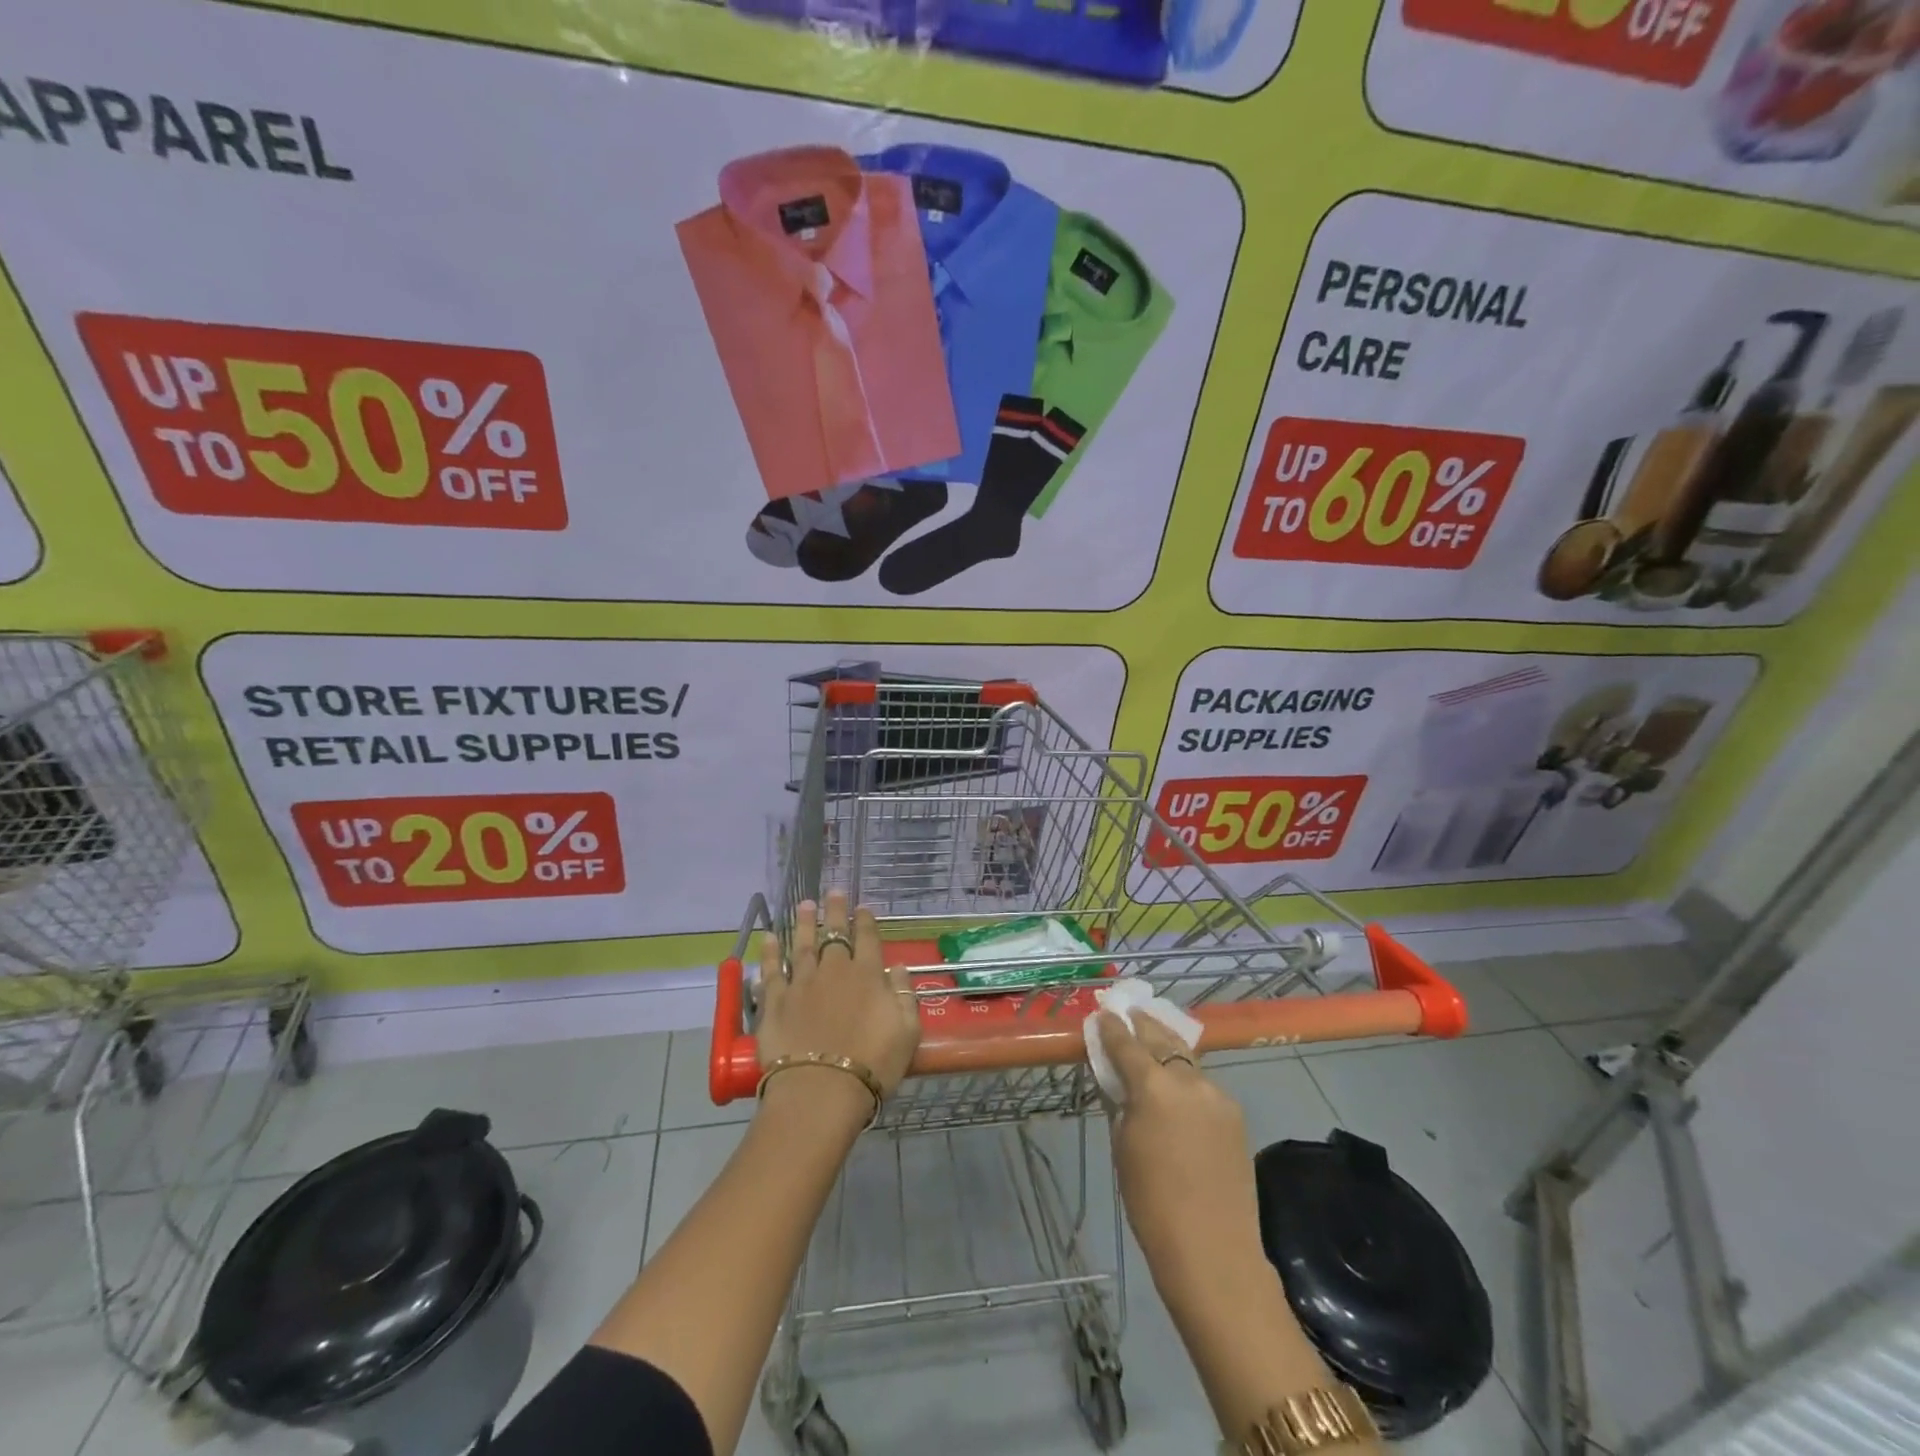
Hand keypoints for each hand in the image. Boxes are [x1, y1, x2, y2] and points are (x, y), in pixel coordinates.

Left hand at [757, 890, 920, 1103]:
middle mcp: (834, 971)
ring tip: (805, 904)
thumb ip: (904, 994)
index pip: (867, 938)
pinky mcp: (774, 1002)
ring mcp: (801, 983)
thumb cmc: (873, 1064)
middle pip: (834, 934)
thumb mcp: (907, 1031)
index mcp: (868, 975)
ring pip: (802, 944)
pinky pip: (771, 970)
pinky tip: (769, 937)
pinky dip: (770, 952)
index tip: (863, 908)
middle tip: (833, 892)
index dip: (865, 921)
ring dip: (805, 923)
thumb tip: (897, 968)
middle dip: (835, 911)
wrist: (822, 1090)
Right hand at [1097, 1010, 1267, 1297]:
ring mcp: (1217, 1095)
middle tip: (1130, 1012)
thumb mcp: (1122, 1146)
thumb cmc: (1152, 1203)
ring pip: (1186, 1058)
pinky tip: (1177, 1085)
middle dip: (1143, 1024)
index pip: (1127, 1043)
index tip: (1104, 1011)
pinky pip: (1203, 1084)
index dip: (1112, 1026)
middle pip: (1162, 1038)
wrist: (1213, 1251)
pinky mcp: (1234, 1114)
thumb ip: (1121, 1103)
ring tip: (1152, 1036)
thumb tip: (1119, 1080)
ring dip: (1167, 1045)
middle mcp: (1188, 1080)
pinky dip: (1185, 1077)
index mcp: (1154, 1086)